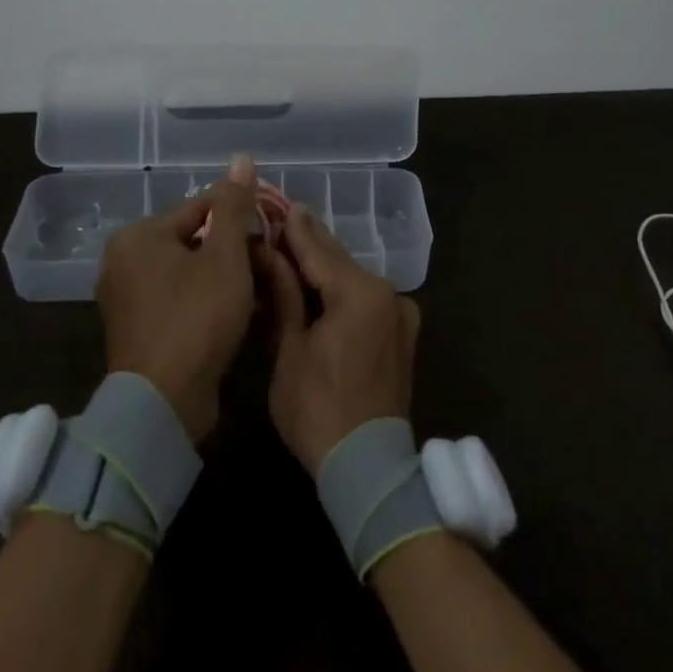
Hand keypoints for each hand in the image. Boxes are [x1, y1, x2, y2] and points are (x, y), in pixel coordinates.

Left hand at [95, 156, 261, 442]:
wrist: (163, 403)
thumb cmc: (196, 317)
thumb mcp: (226, 257)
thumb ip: (234, 207)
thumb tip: (241, 158)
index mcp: (138, 236)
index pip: (200, 209)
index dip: (241, 220)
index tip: (271, 237)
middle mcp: (124, 262)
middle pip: (195, 242)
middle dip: (235, 254)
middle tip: (269, 269)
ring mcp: (127, 299)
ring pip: (190, 274)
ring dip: (227, 280)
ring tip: (263, 293)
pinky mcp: (138, 331)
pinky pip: (180, 302)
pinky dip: (208, 304)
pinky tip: (241, 317)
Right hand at [265, 207, 419, 474]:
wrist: (369, 468)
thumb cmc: (318, 411)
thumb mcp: (290, 349)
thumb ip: (285, 294)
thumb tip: (270, 252)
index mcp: (359, 293)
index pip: (317, 250)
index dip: (293, 228)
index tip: (277, 203)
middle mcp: (386, 292)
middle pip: (338, 260)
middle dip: (308, 244)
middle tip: (280, 221)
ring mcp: (400, 311)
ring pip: (353, 278)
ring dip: (324, 268)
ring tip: (292, 253)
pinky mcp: (402, 331)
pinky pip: (366, 298)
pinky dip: (342, 290)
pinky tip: (319, 288)